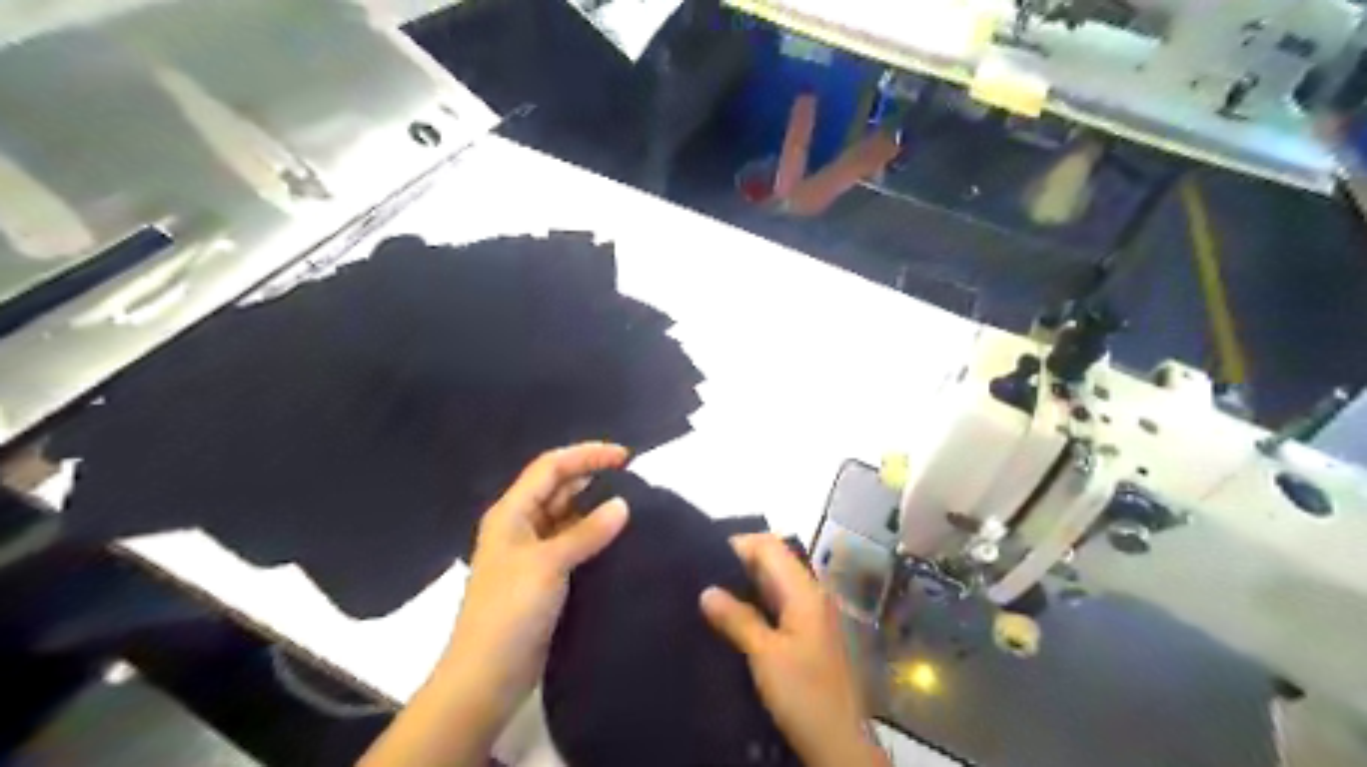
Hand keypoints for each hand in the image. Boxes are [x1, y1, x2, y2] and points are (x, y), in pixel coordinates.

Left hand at [357, 444, 622, 765]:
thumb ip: (587, 532)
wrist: (487, 675)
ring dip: (595, 508)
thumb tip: (623, 505)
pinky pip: (572, 543)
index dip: (586, 455)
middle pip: (558, 487)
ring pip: (567, 516)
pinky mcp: (544, 576)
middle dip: (592, 477)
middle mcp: (520, 525)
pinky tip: (618, 539)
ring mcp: (532, 552)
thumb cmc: (510, 611)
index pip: (551, 467)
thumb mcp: (549, 564)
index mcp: (512, 512)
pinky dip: (593, 536)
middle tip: (634, 481)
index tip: (625, 457)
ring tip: (633, 506)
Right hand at [704, 533, 885, 766]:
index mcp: (805, 591)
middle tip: (701, 574)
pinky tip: (732, 617)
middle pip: (774, 562)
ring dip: (745, 585)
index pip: (770, 547)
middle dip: (739, 563)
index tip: (705, 555)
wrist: (840, 743)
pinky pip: (778, 605)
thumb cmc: (804, 694)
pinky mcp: (808, 634)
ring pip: (775, 584)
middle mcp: (812, 595)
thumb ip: (737, 619)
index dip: (739, 544)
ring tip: (710, 592)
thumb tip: (707, 590)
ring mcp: (812, 615)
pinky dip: (755, 604)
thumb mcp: (765, 655)